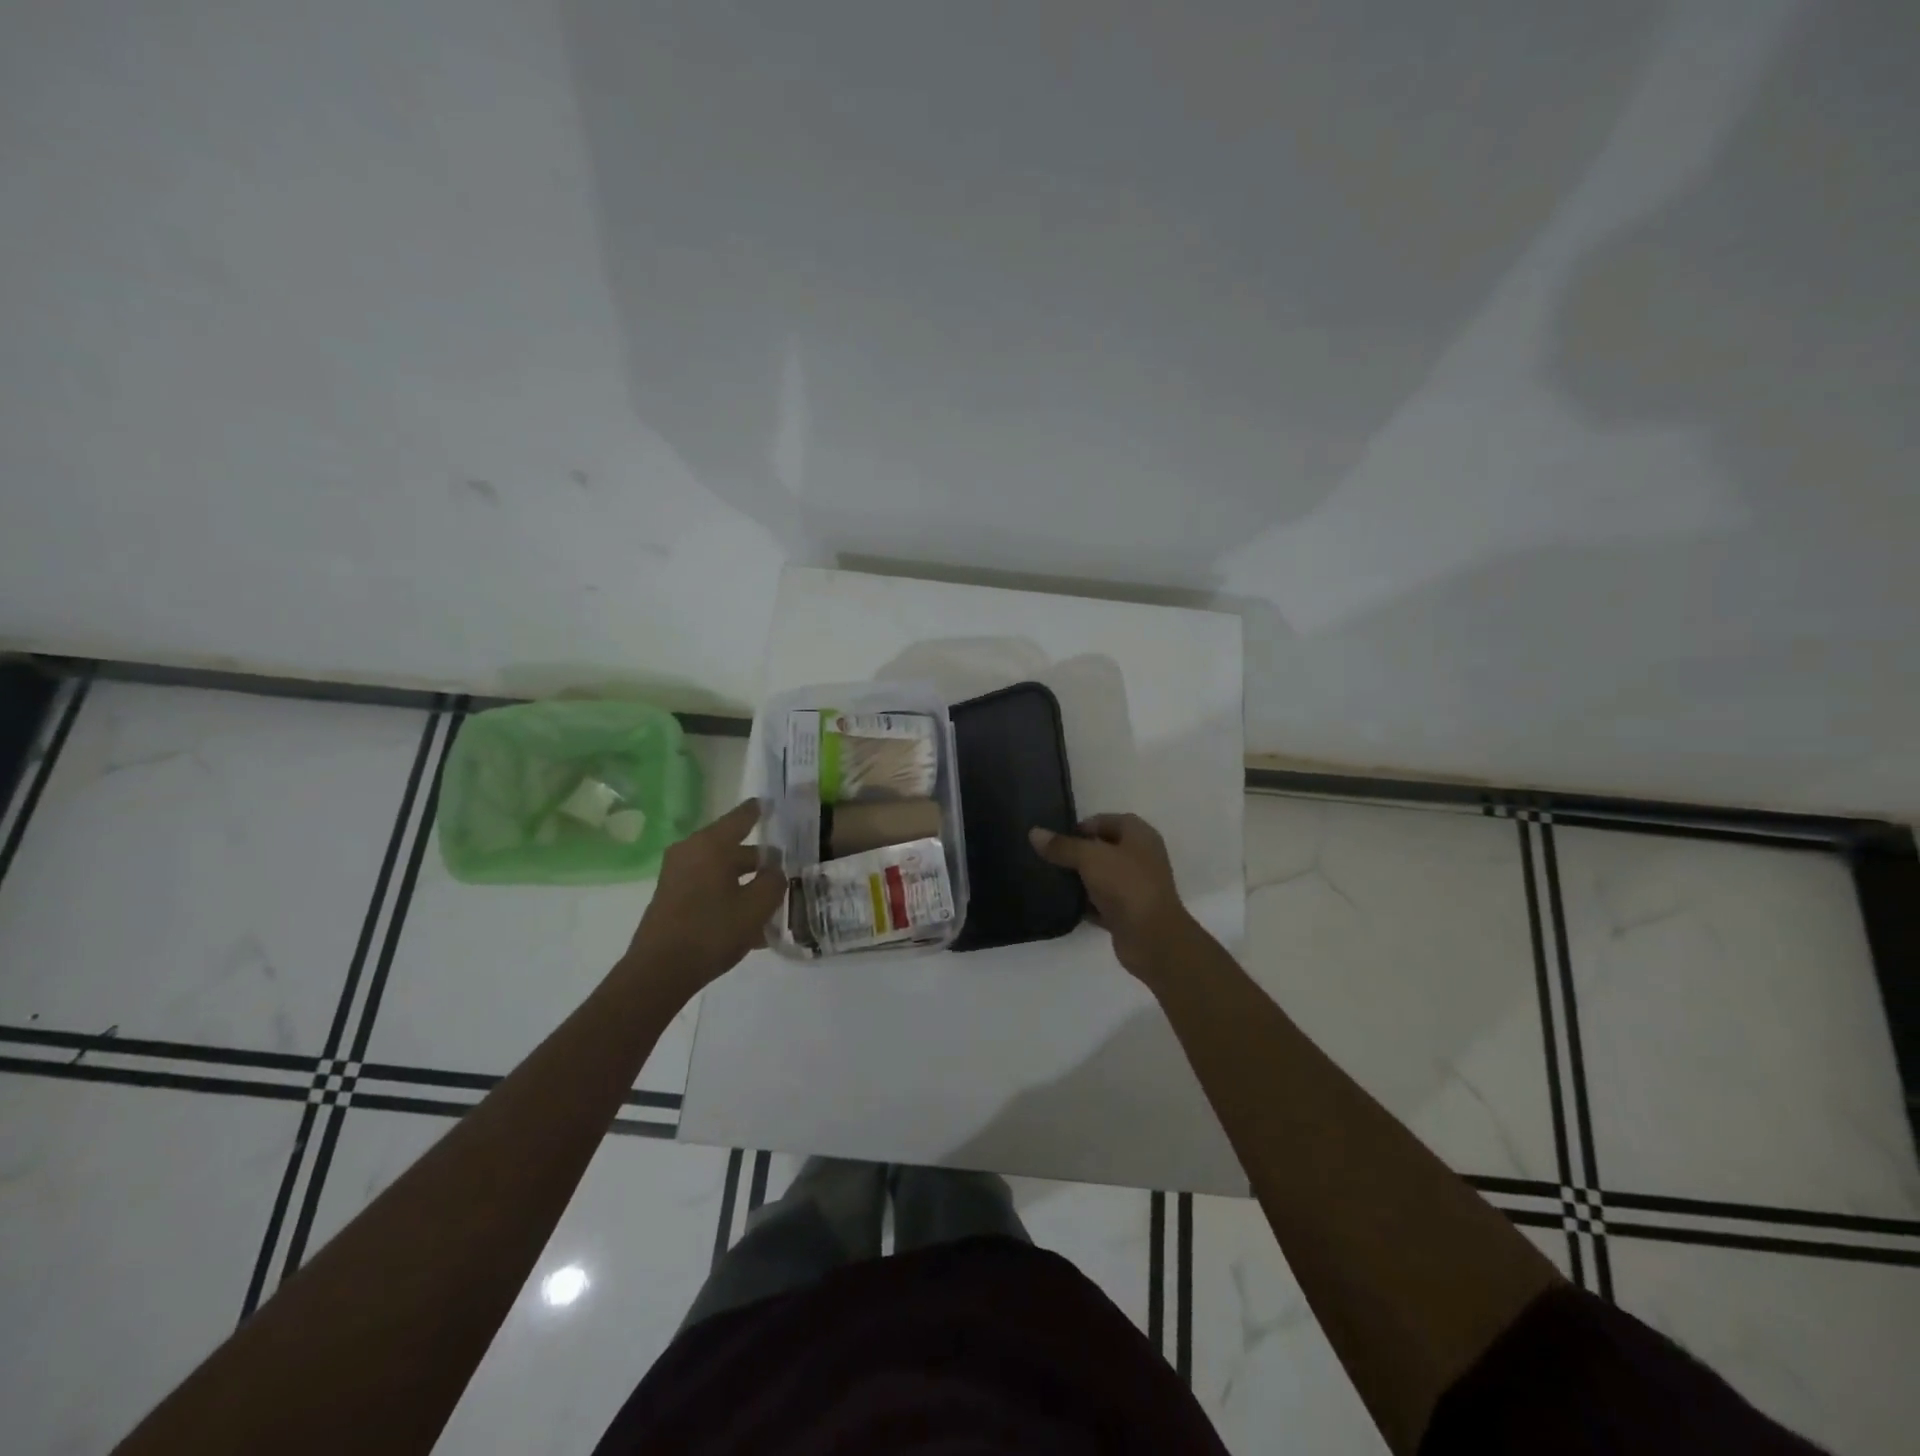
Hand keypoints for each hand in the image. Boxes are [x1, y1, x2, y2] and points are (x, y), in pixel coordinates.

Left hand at [624, 801, 784, 994]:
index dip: (760, 810)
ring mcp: (677, 875)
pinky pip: (709, 887)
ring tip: (772, 902)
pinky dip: (729, 896)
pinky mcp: (672, 897)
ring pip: (722, 870)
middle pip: (733, 847)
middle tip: (785, 869)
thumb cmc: (712, 931)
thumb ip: (774, 881)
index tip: (773, 804)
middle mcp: (691, 851)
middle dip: (760, 859)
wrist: (659, 972)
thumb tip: (774, 870)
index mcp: (712, 845)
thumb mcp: (757, 906)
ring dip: (746, 882)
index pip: (742, 816)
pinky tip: (750, 924)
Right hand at [1029, 814, 1198, 985]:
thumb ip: (1062, 846)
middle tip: (1047, 858)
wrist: (1152, 938)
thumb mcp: (1090, 858)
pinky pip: (1101, 902)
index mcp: (1139, 835)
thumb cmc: (1126, 885)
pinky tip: (1061, 904)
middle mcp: (1140, 857)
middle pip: (1103, 848)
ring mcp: (1135, 887)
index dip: (1081, 826)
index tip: (1054, 838)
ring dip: (1079, 879)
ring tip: (1049, 879)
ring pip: (1101, 876)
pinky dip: (1084, 903)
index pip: (1106, 821)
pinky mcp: (1127, 913)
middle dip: (1076, 852)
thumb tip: (1034, 833)